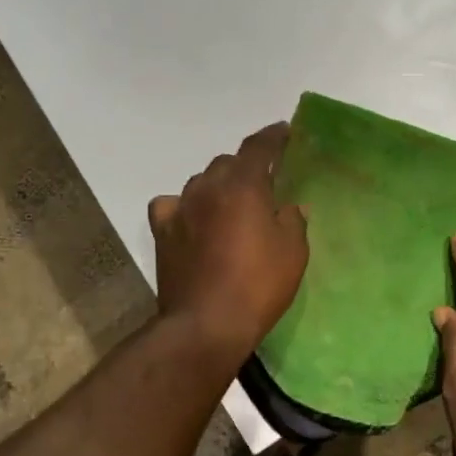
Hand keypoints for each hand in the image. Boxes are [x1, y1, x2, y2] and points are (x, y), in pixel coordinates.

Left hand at [149, 123, 309, 363]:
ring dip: (218, 185)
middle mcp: (209, 188)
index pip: (258, 147)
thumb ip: (293, 221)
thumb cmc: (258, 286)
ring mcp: (181, 209)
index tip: (284, 130)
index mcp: (244, 186)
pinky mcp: (162, 232)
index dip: (273, 136)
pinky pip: (172, 205)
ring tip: (231, 203)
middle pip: (228, 162)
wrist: (206, 324)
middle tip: (263, 182)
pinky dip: (185, 206)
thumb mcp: (293, 252)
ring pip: (201, 181)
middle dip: (246, 166)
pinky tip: (192, 219)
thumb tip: (290, 207)